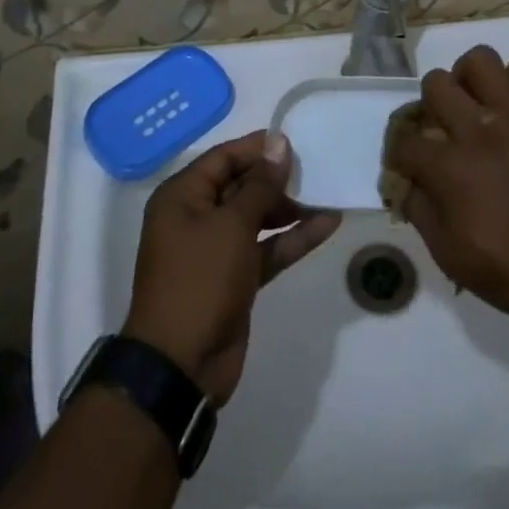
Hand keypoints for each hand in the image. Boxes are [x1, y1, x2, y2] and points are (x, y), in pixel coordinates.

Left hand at [123, 130, 341, 404]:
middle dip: (277, 179)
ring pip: (257, 218)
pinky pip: (266, 248)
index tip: (294, 142)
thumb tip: (278, 143)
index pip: (223, 158)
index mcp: (182, 197)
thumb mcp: (232, 225)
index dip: (257, 148)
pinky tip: (327, 225)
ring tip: (327, 195)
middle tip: (315, 170)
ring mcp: (216, 250)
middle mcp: (196, 217)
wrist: (181, 365)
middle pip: (241, 185)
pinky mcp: (235, 278)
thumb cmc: (199, 279)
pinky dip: (292, 238)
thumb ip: (260, 184)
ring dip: (290, 209)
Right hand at [387, 46, 508, 325]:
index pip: (404, 141)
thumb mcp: (452, 258)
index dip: (399, 154)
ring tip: (477, 100)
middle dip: (430, 105)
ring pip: (481, 60)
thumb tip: (404, 184)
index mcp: (451, 168)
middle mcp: (480, 129)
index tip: (409, 165)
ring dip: (470, 77)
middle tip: (444, 127)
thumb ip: (421, 213)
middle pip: (435, 84)